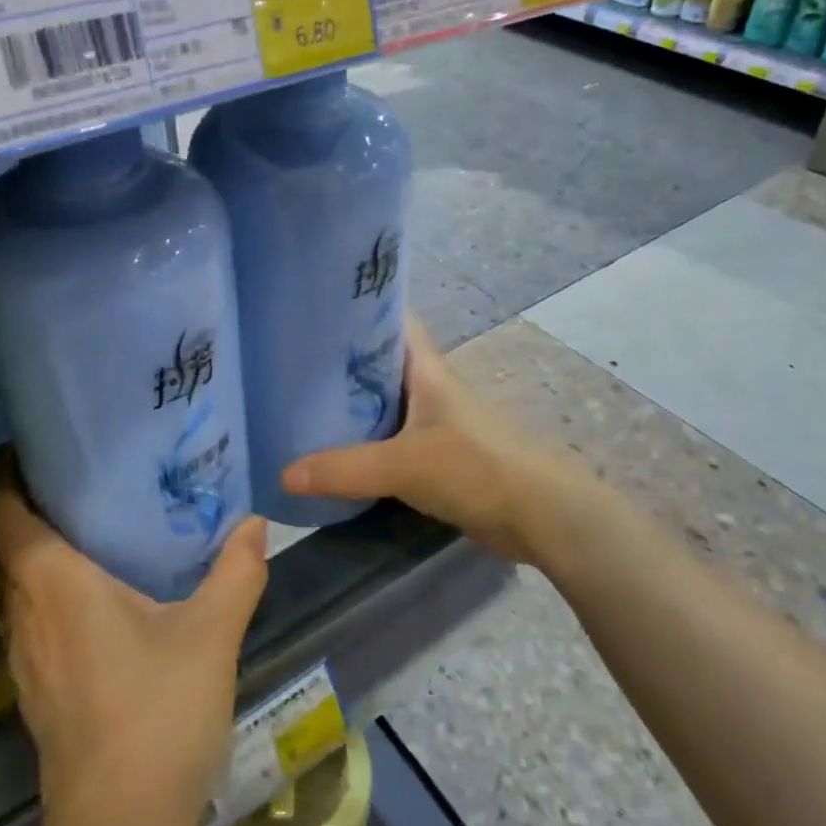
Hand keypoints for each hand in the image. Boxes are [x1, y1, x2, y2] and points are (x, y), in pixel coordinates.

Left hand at [0, 463, 268, 825]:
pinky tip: (89, 598)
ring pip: (16, 586)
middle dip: (29, 508)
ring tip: (83, 524)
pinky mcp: (36, 691)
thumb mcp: (212, 634)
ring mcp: (25, 658)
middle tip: (74, 475)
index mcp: (57, 585)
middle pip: (8, 546)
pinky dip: (47, 593)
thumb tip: (255, 523)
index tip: (33, 447)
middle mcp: (27, 614)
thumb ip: (237, 571)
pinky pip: (30, 619)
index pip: (8, 515)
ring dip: (37, 553)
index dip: (8, 476)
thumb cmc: (158, 713)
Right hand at [281, 317, 574, 563]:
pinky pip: (396, 440)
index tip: (315, 312)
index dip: (359, 310)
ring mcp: (439, 423)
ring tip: (304, 407)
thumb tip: (284, 474)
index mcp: (427, 370)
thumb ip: (344, 468)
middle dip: (343, 363)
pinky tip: (340, 454)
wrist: (542, 515)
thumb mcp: (403, 464)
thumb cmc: (475, 467)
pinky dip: (370, 443)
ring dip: (355, 406)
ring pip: (388, 403)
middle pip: (382, 363)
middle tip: (293, 365)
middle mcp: (432, 388)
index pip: (392, 321)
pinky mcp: (442, 456)